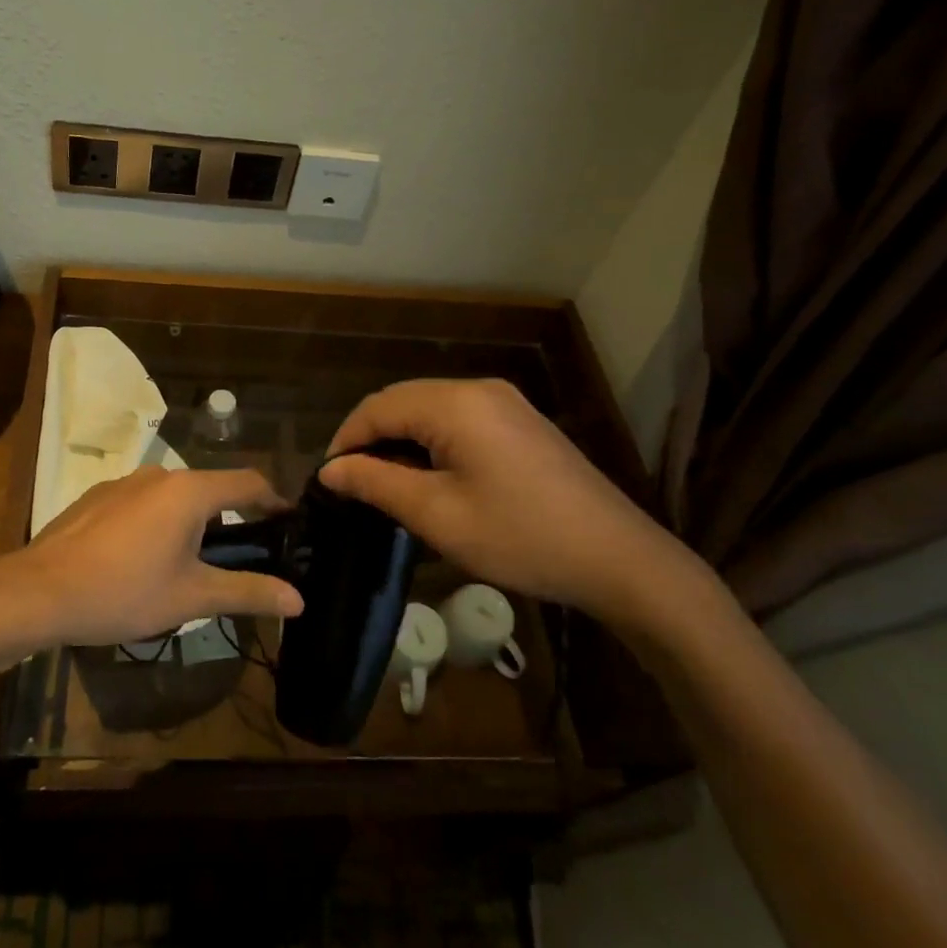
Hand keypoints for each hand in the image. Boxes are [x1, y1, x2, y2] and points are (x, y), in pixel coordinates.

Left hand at [6, 467, 303, 647]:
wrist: (39, 591)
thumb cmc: (124, 592)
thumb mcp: (192, 598)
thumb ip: (247, 592)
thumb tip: (298, 599)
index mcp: (190, 491)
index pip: (249, 483)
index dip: (274, 501)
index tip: (288, 525)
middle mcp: (160, 475)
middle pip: (211, 490)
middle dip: (230, 520)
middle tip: (238, 560)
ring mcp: (125, 482)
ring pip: (174, 497)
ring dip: (191, 523)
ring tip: (188, 566)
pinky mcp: (98, 496)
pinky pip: (143, 503)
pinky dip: (157, 523)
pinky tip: (141, 560)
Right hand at [319, 379, 693, 625]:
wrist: (618, 559)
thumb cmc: (520, 537)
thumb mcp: (437, 515)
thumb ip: (376, 483)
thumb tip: (330, 469)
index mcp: (455, 403)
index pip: (377, 407)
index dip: (345, 440)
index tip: (328, 481)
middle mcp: (478, 389)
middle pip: (402, 402)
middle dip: (370, 439)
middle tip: (352, 486)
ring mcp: (504, 403)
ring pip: (429, 410)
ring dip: (400, 441)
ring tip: (385, 486)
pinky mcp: (520, 422)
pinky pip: (458, 420)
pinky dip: (431, 442)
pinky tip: (430, 478)